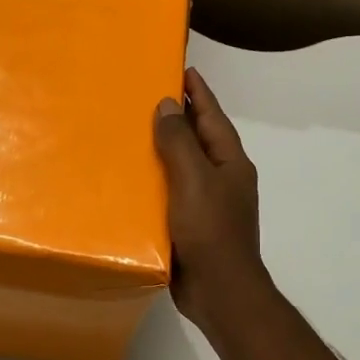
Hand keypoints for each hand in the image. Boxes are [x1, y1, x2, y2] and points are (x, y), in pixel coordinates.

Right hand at [153, 67, 272, 336]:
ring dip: (162, 150)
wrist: (219, 291)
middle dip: (176, 117)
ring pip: (182, 167)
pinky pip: (171, 194)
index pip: (212, 115)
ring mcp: (207, 203)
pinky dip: (154, 182)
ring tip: (130, 133)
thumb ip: (180, 142)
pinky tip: (130, 181)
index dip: (197, 91)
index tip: (179, 67)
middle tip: (144, 96)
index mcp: (229, 161)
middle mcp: (221, 178)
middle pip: (198, 138)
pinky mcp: (190, 226)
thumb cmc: (210, 231)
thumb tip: (169, 105)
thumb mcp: (194, 180)